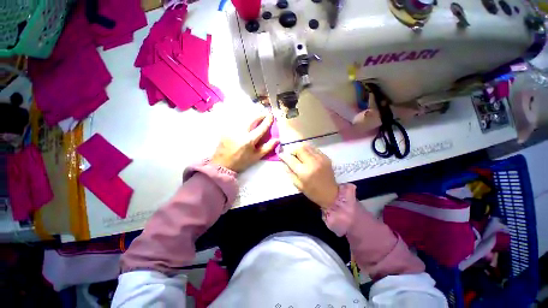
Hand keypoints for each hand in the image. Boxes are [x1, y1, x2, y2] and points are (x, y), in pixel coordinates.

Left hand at [211, 114, 278, 172]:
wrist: (223, 164)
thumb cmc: (241, 162)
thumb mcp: (256, 157)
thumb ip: (267, 147)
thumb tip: (277, 140)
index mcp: (249, 140)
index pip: (261, 128)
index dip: (267, 121)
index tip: (271, 116)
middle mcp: (240, 132)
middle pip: (252, 119)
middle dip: (260, 115)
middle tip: (265, 114)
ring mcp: (232, 130)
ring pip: (244, 118)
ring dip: (252, 116)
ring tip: (256, 117)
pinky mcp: (226, 129)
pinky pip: (236, 121)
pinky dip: (243, 120)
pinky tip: (246, 122)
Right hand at [279, 144, 338, 208]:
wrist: (331, 193)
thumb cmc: (313, 192)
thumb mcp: (298, 185)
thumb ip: (289, 172)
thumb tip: (283, 162)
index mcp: (304, 172)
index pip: (291, 159)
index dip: (284, 156)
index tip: (281, 155)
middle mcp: (312, 162)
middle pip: (299, 148)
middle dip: (292, 151)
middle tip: (292, 156)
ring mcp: (320, 158)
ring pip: (307, 146)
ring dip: (300, 149)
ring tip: (299, 155)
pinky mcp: (325, 157)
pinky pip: (314, 148)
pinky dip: (308, 150)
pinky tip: (307, 156)